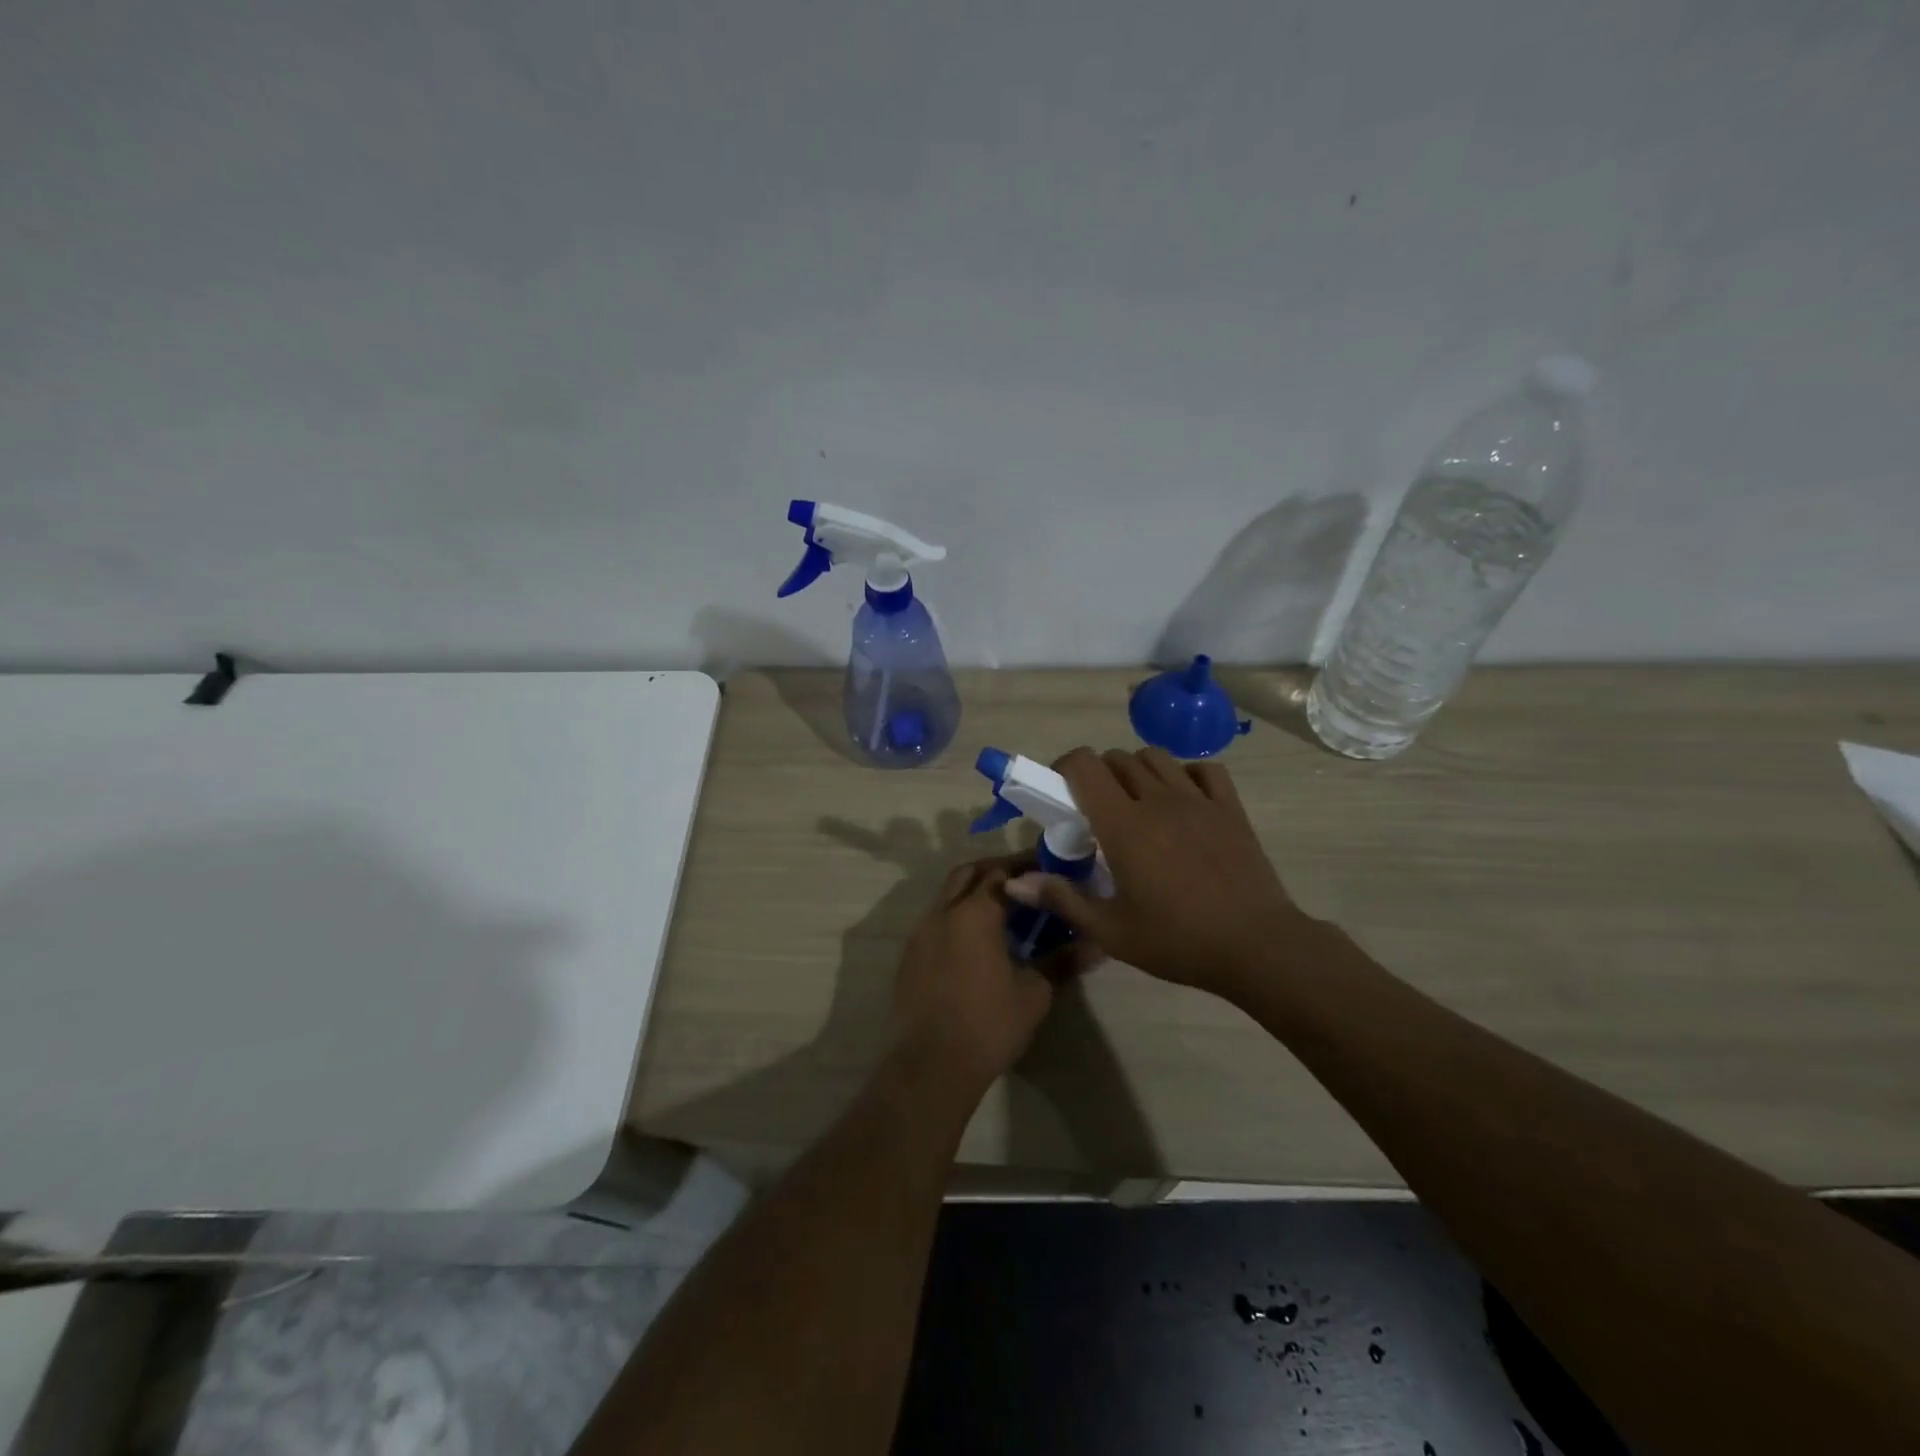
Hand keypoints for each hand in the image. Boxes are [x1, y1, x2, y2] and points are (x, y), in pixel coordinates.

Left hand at [889, 855, 1055, 1097]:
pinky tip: (975, 941)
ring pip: (947, 895)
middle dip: (995, 870)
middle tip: (1025, 882)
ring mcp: (921, 932)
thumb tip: (1097, 944)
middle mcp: (943, 912)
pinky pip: (935, 920)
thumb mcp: (1035, 993)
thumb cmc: (989, 1024)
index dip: (1025, 866)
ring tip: (1003, 911)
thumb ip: (1063, 961)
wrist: (933, 1064)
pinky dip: (956, 916)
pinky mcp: (910, 955)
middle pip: (968, 873)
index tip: (1047, 869)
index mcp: (974, 913)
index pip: (1001, 871)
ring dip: (973, 892)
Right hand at [1005, 747, 1308, 995]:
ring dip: (1137, 770)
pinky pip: (1204, 770)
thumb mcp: (1110, 930)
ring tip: (1135, 802)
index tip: (1060, 791)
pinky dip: (1186, 774)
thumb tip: (1013, 884)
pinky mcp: (1230, 808)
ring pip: (1156, 758)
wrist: (1257, 947)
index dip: (1065, 767)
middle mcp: (1157, 800)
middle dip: (1098, 774)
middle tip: (1095, 809)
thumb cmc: (1177, 940)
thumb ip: (1061, 899)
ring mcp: (1198, 800)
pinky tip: (1182, 799)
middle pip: (1117, 758)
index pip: (1085, 765)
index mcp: (1124, 824)